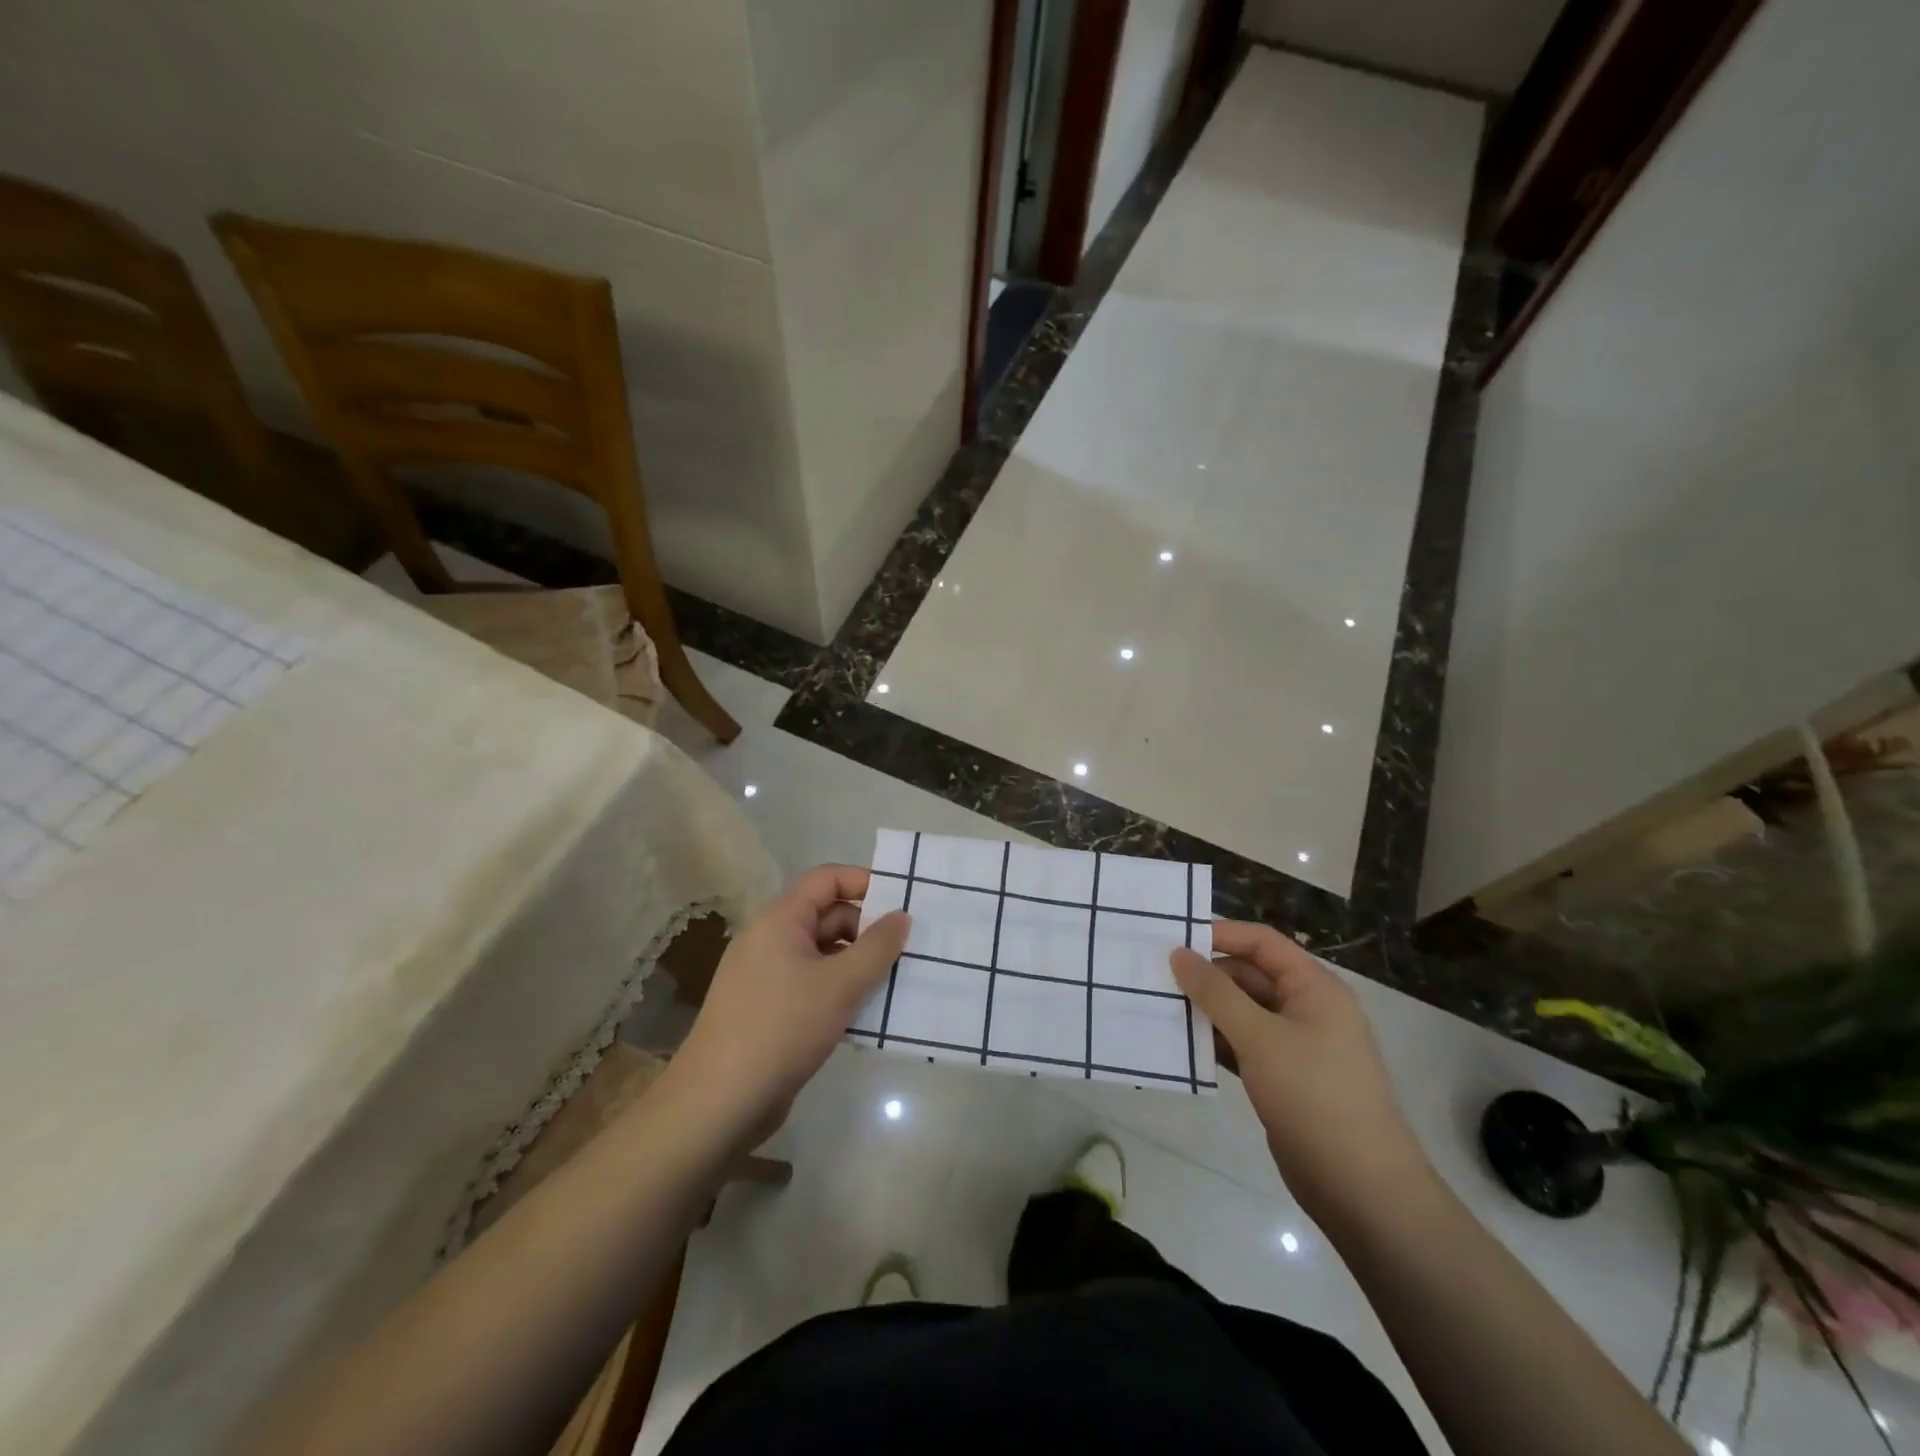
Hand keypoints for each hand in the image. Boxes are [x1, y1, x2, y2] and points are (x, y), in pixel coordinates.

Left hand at [672, 865, 909, 1144]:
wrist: (719, 1102)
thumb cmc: (781, 1028)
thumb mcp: (839, 985)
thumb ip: (877, 947)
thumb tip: (902, 916)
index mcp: (780, 920)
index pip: (826, 879)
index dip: (865, 882)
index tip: (903, 903)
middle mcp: (771, 939)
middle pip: (827, 915)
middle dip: (868, 929)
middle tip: (909, 950)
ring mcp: (768, 976)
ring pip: (823, 954)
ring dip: (858, 964)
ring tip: (898, 981)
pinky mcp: (771, 1009)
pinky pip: (814, 984)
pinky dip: (841, 990)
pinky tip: (868, 1012)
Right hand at [1172, 921, 1430, 1216]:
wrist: (1362, 1190)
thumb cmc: (1314, 1098)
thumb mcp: (1260, 1037)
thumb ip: (1216, 993)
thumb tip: (1179, 953)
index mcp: (1315, 988)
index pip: (1262, 943)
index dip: (1220, 934)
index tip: (1172, 939)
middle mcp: (1307, 1009)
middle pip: (1250, 975)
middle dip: (1206, 976)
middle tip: (1156, 978)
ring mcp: (1297, 1045)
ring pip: (1243, 1011)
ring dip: (1207, 1010)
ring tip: (1160, 1006)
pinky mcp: (1284, 1078)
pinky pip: (1244, 1044)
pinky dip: (1216, 1041)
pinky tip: (1182, 1044)